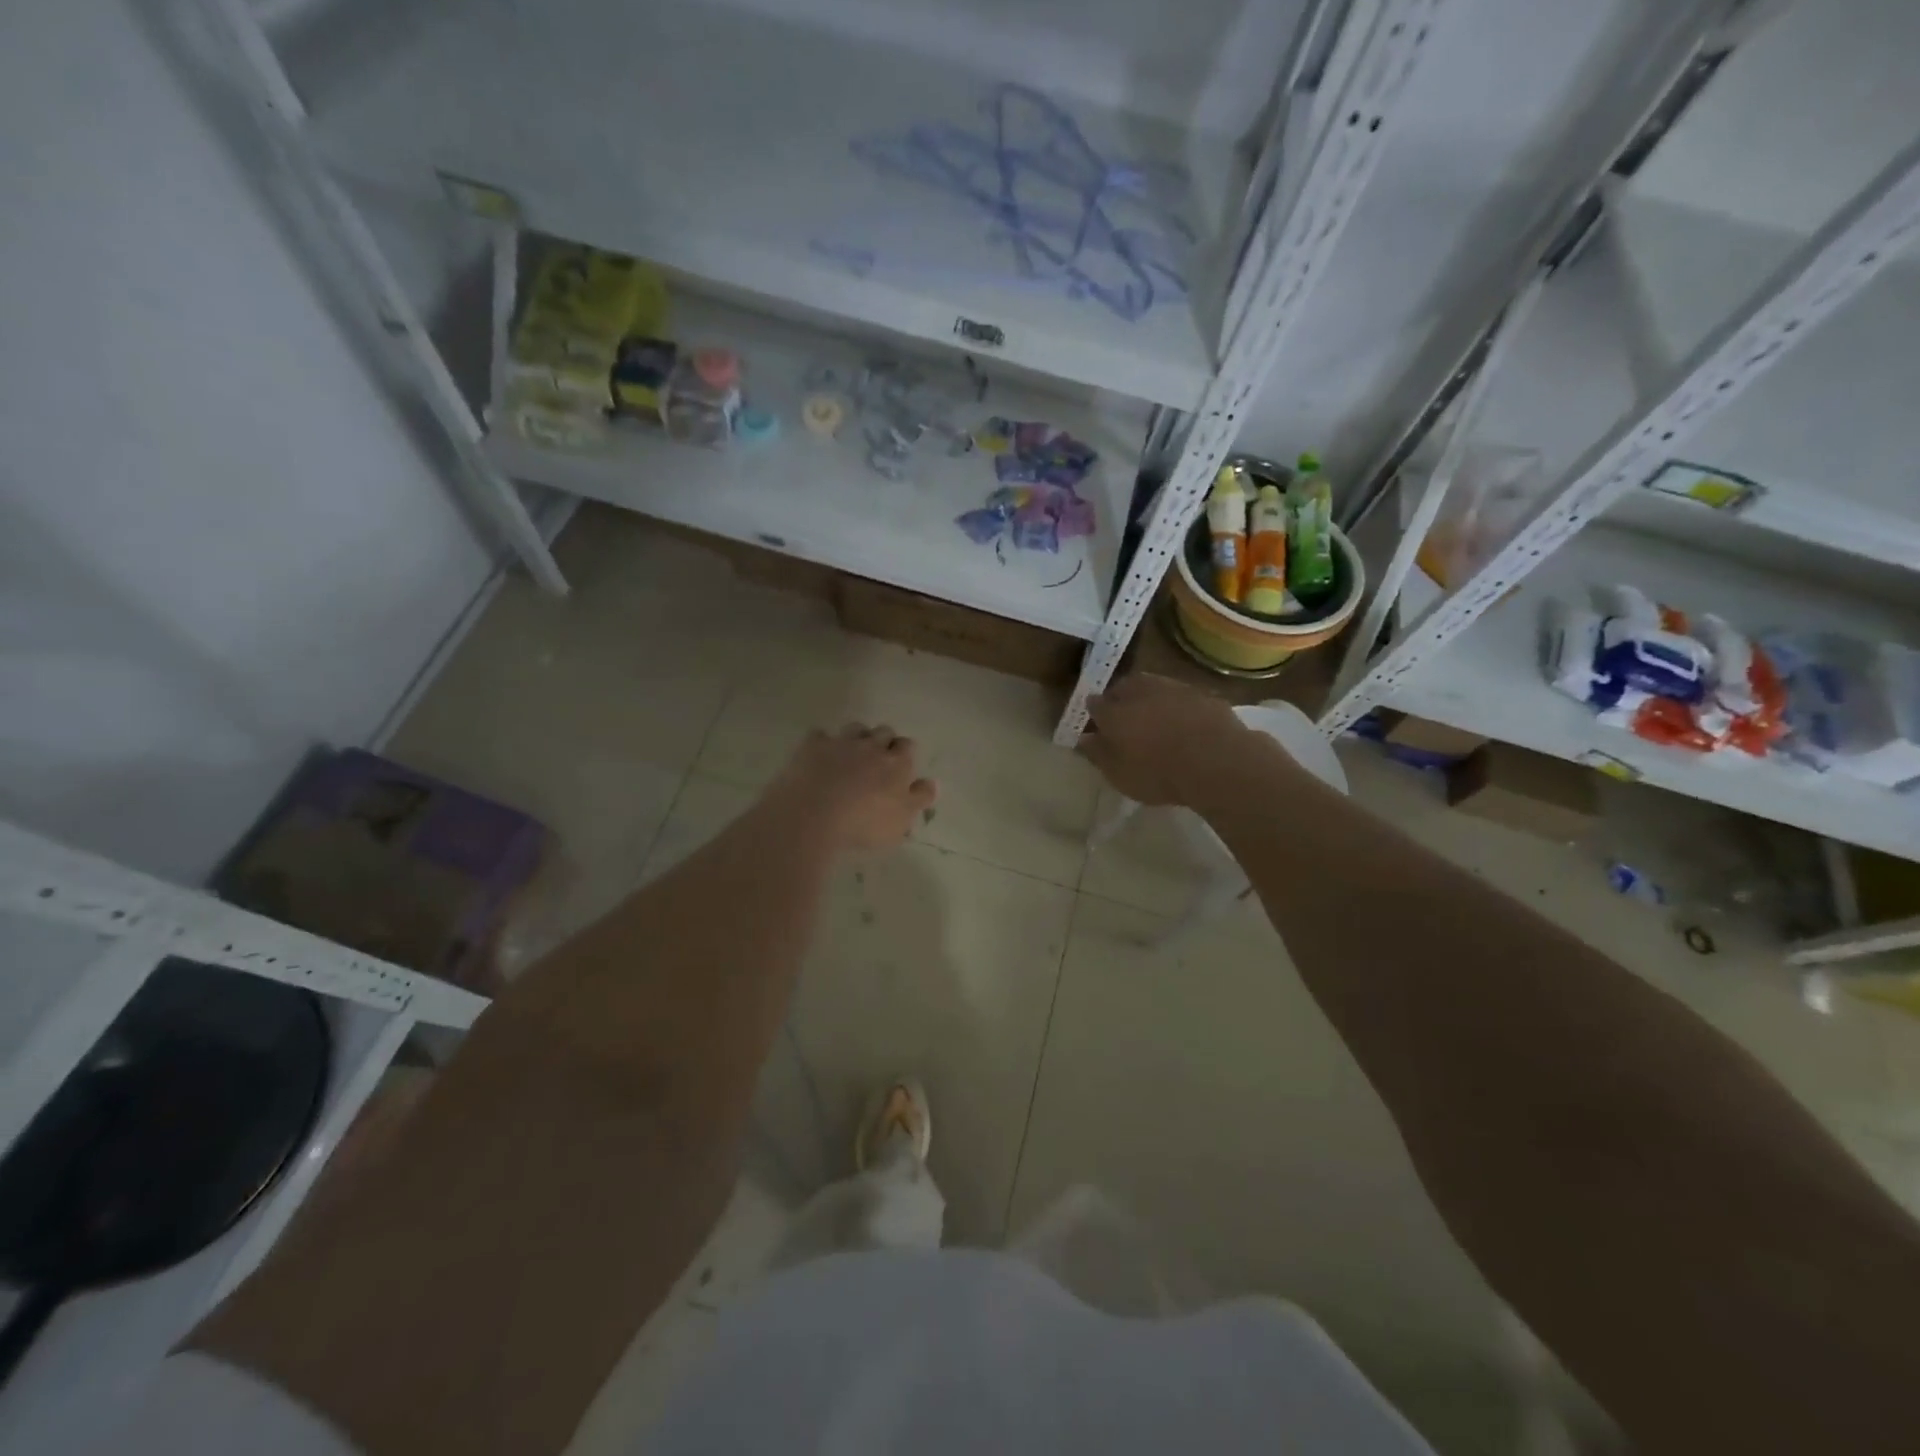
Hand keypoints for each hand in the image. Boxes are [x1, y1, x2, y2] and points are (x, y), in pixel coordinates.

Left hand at [767, 723, 937, 851]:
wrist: (814, 815)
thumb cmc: (865, 823)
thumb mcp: (902, 820)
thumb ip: (919, 798)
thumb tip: (933, 783)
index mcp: (897, 764)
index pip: (908, 747)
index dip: (904, 754)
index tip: (899, 766)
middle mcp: (872, 746)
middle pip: (884, 732)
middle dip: (883, 741)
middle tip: (877, 760)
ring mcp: (841, 743)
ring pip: (856, 728)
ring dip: (857, 737)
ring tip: (851, 754)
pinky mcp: (813, 746)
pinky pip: (820, 735)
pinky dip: (822, 743)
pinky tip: (819, 755)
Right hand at [1079, 674, 1248, 805]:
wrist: (1217, 762)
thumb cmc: (1159, 774)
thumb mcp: (1120, 775)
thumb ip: (1099, 755)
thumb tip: (1083, 740)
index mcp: (1114, 712)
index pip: (1094, 704)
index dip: (1094, 714)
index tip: (1096, 725)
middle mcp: (1140, 691)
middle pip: (1123, 687)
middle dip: (1120, 698)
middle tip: (1124, 717)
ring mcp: (1173, 688)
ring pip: (1153, 686)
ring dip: (1149, 697)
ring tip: (1154, 717)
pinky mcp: (1202, 693)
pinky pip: (1182, 696)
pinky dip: (1177, 705)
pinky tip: (1184, 721)